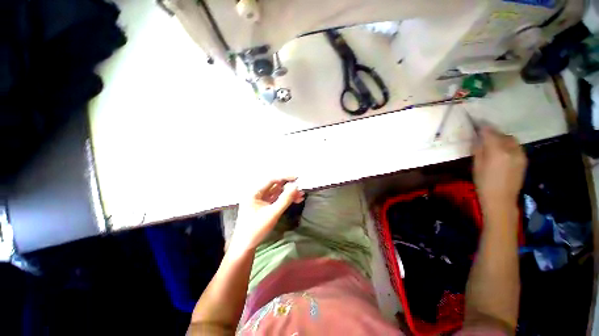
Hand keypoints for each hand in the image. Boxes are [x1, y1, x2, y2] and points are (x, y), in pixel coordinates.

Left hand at [229, 177, 303, 253]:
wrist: (245, 246)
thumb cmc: (256, 229)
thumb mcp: (272, 214)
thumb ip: (285, 200)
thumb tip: (296, 187)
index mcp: (254, 192)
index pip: (271, 180)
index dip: (285, 178)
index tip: (297, 178)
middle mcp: (257, 194)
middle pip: (275, 186)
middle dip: (288, 187)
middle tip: (300, 188)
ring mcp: (261, 201)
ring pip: (277, 193)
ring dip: (288, 193)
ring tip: (301, 195)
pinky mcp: (265, 207)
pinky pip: (276, 200)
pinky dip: (285, 200)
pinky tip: (295, 200)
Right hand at [473, 126, 526, 210]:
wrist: (501, 200)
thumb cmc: (483, 183)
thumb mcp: (476, 166)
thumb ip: (478, 149)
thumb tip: (478, 138)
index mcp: (497, 152)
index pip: (489, 133)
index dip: (482, 126)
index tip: (476, 122)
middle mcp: (512, 150)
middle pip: (501, 134)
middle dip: (492, 132)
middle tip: (482, 134)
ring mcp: (520, 154)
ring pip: (510, 139)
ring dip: (501, 137)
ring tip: (492, 142)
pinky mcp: (524, 159)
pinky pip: (515, 146)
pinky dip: (507, 144)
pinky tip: (501, 150)